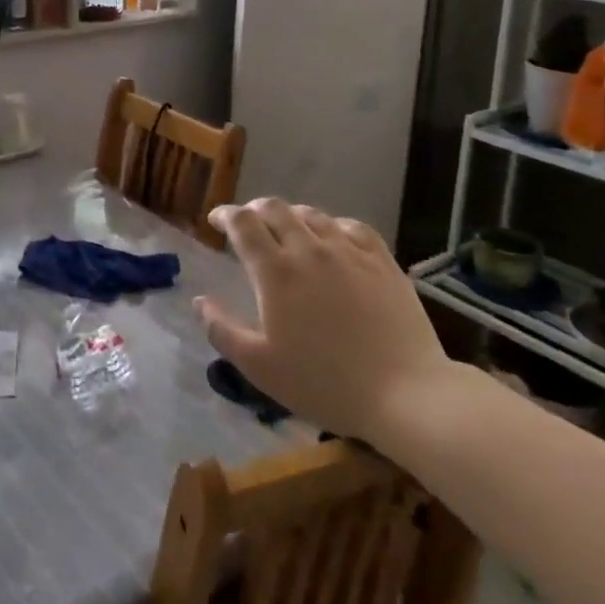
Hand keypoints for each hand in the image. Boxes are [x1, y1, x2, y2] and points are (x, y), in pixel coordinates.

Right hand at [196, 199, 454, 443]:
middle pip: (275, 209)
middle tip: (247, 223)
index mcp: (275, 272)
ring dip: (291, 215)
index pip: (243, 224)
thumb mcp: (260, 367)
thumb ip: (222, 330)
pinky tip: (333, 236)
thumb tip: (199, 301)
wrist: (405, 394)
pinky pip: (352, 227)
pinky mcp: (382, 261)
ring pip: (312, 215)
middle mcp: (309, 249)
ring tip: (286, 228)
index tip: (216, 221)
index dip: (225, 215)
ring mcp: (349, 251)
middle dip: (254, 210)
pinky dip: (333, 225)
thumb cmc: (324, 383)